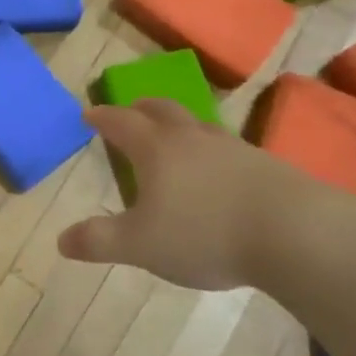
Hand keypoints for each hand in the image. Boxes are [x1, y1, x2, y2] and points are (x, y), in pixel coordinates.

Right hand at [58, 99, 341, 291]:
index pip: (121, 122)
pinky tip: (219, 172)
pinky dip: (211, 151)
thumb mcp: (141, 245)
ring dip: (179, 126)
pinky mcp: (265, 165)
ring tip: (175, 139)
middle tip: (130, 112)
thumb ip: (99, 241)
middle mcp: (191, 138)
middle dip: (140, 109)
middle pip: (161, 110)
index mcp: (156, 148)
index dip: (102, 117)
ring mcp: (232, 148)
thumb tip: (61, 241)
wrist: (294, 233)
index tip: (89, 114)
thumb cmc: (205, 233)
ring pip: (198, 125)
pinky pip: (228, 148)